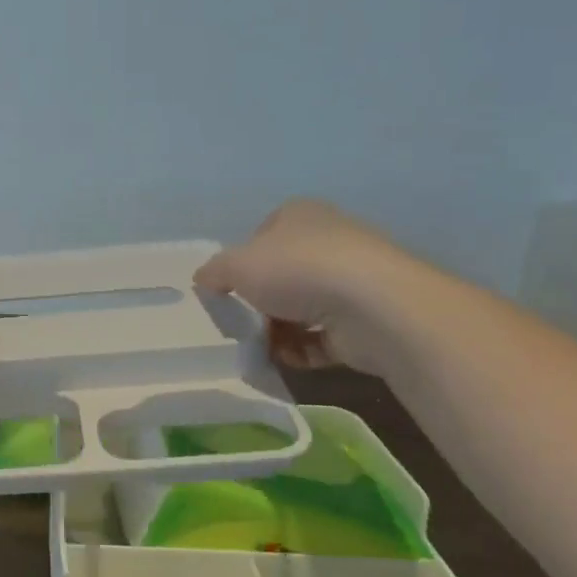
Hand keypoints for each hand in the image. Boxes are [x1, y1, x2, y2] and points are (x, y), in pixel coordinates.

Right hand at [194, 201, 424, 375]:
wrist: (372, 306)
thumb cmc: (296, 270)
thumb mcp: (236, 265)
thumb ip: (214, 271)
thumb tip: (204, 279)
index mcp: (300, 216)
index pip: (262, 236)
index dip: (242, 262)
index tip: (230, 289)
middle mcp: (329, 241)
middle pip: (283, 275)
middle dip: (261, 302)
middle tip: (243, 323)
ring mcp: (352, 281)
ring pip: (303, 308)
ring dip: (279, 330)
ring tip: (262, 348)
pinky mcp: (366, 319)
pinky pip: (324, 337)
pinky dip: (303, 350)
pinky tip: (286, 360)